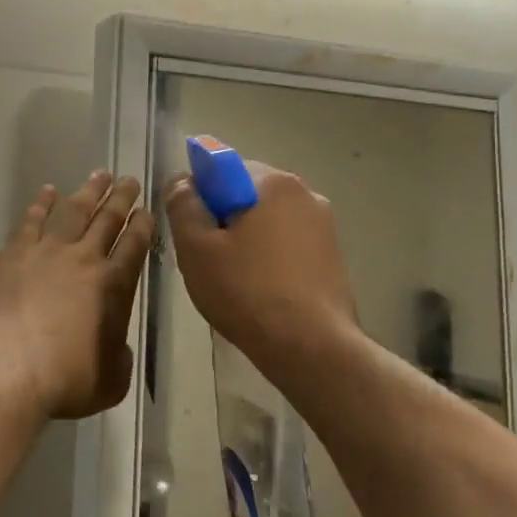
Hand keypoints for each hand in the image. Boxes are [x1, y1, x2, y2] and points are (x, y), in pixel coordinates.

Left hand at [0, 171, 153, 419]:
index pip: (135, 247)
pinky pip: (33, 219)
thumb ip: (119, 358)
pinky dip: (42, 203)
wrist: (10, 363)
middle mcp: (86, 259)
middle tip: (129, 180)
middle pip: (108, 220)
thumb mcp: (110, 380)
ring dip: (89, 191)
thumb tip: (117, 348)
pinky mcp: (16, 252)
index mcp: (115, 286)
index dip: (143, 226)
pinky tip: (48, 191)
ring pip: (74, 211)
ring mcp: (49, 251)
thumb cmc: (66, 378)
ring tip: (99, 174)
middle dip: (121, 198)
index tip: (147, 210)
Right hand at [165, 160, 359, 366]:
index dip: (200, 196)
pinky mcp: (333, 258)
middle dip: (224, 219)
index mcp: (274, 182)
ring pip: (267, 222)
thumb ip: (183, 205)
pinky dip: (269, 259)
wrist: (311, 349)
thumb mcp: (196, 248)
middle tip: (208, 259)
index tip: (193, 230)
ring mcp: (325, 227)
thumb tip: (183, 182)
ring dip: (247, 240)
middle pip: (246, 194)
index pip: (223, 168)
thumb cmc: (247, 291)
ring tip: (233, 281)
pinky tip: (260, 292)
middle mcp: (305, 194)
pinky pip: (287, 245)